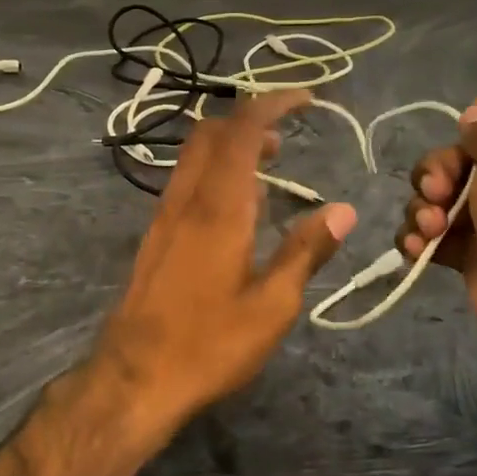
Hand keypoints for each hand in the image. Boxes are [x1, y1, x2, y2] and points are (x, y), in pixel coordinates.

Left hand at [84, 91, 356, 442]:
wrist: (135, 377)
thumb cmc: (209, 344)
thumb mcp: (272, 306)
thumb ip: (306, 252)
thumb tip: (342, 211)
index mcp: (218, 207)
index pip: (241, 130)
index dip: (272, 104)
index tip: (306, 98)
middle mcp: (186, 199)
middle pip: (210, 132)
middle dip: (249, 120)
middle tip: (286, 135)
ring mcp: (163, 216)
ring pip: (193, 156)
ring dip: (230, 146)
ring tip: (270, 165)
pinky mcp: (154, 236)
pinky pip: (185, 181)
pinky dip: (215, 171)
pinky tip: (237, 207)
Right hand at [395, 94, 476, 395]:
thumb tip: (474, 120)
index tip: (469, 119)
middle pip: (467, 155)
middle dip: (439, 167)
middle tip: (438, 186)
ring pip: (441, 195)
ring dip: (424, 205)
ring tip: (431, 227)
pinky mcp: (471, 254)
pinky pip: (433, 233)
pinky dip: (419, 237)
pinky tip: (419, 247)